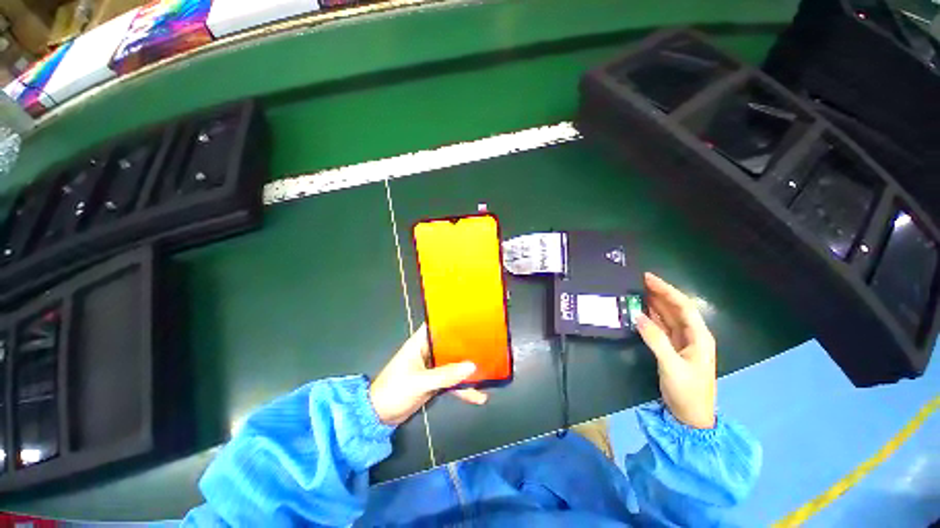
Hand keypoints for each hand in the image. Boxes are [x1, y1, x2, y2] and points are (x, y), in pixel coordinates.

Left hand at [369, 324, 488, 425]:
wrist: (380, 417)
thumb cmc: (395, 390)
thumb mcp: (420, 382)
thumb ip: (445, 375)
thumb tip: (472, 366)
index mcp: (420, 343)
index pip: (438, 325)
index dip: (454, 321)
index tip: (473, 319)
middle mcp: (428, 351)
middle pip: (450, 344)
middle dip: (467, 345)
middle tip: (489, 344)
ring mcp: (432, 367)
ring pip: (453, 363)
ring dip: (467, 368)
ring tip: (489, 371)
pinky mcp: (434, 381)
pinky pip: (452, 380)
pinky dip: (463, 387)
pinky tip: (478, 395)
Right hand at [635, 273, 716, 428]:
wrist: (691, 417)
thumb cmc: (688, 392)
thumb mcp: (671, 366)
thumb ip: (655, 340)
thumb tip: (638, 316)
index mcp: (699, 337)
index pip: (683, 306)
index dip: (667, 290)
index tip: (649, 279)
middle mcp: (692, 335)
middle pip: (676, 308)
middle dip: (660, 293)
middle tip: (639, 281)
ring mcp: (682, 342)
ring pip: (668, 316)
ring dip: (654, 304)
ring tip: (638, 292)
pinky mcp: (672, 348)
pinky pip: (661, 327)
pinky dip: (651, 317)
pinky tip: (641, 311)